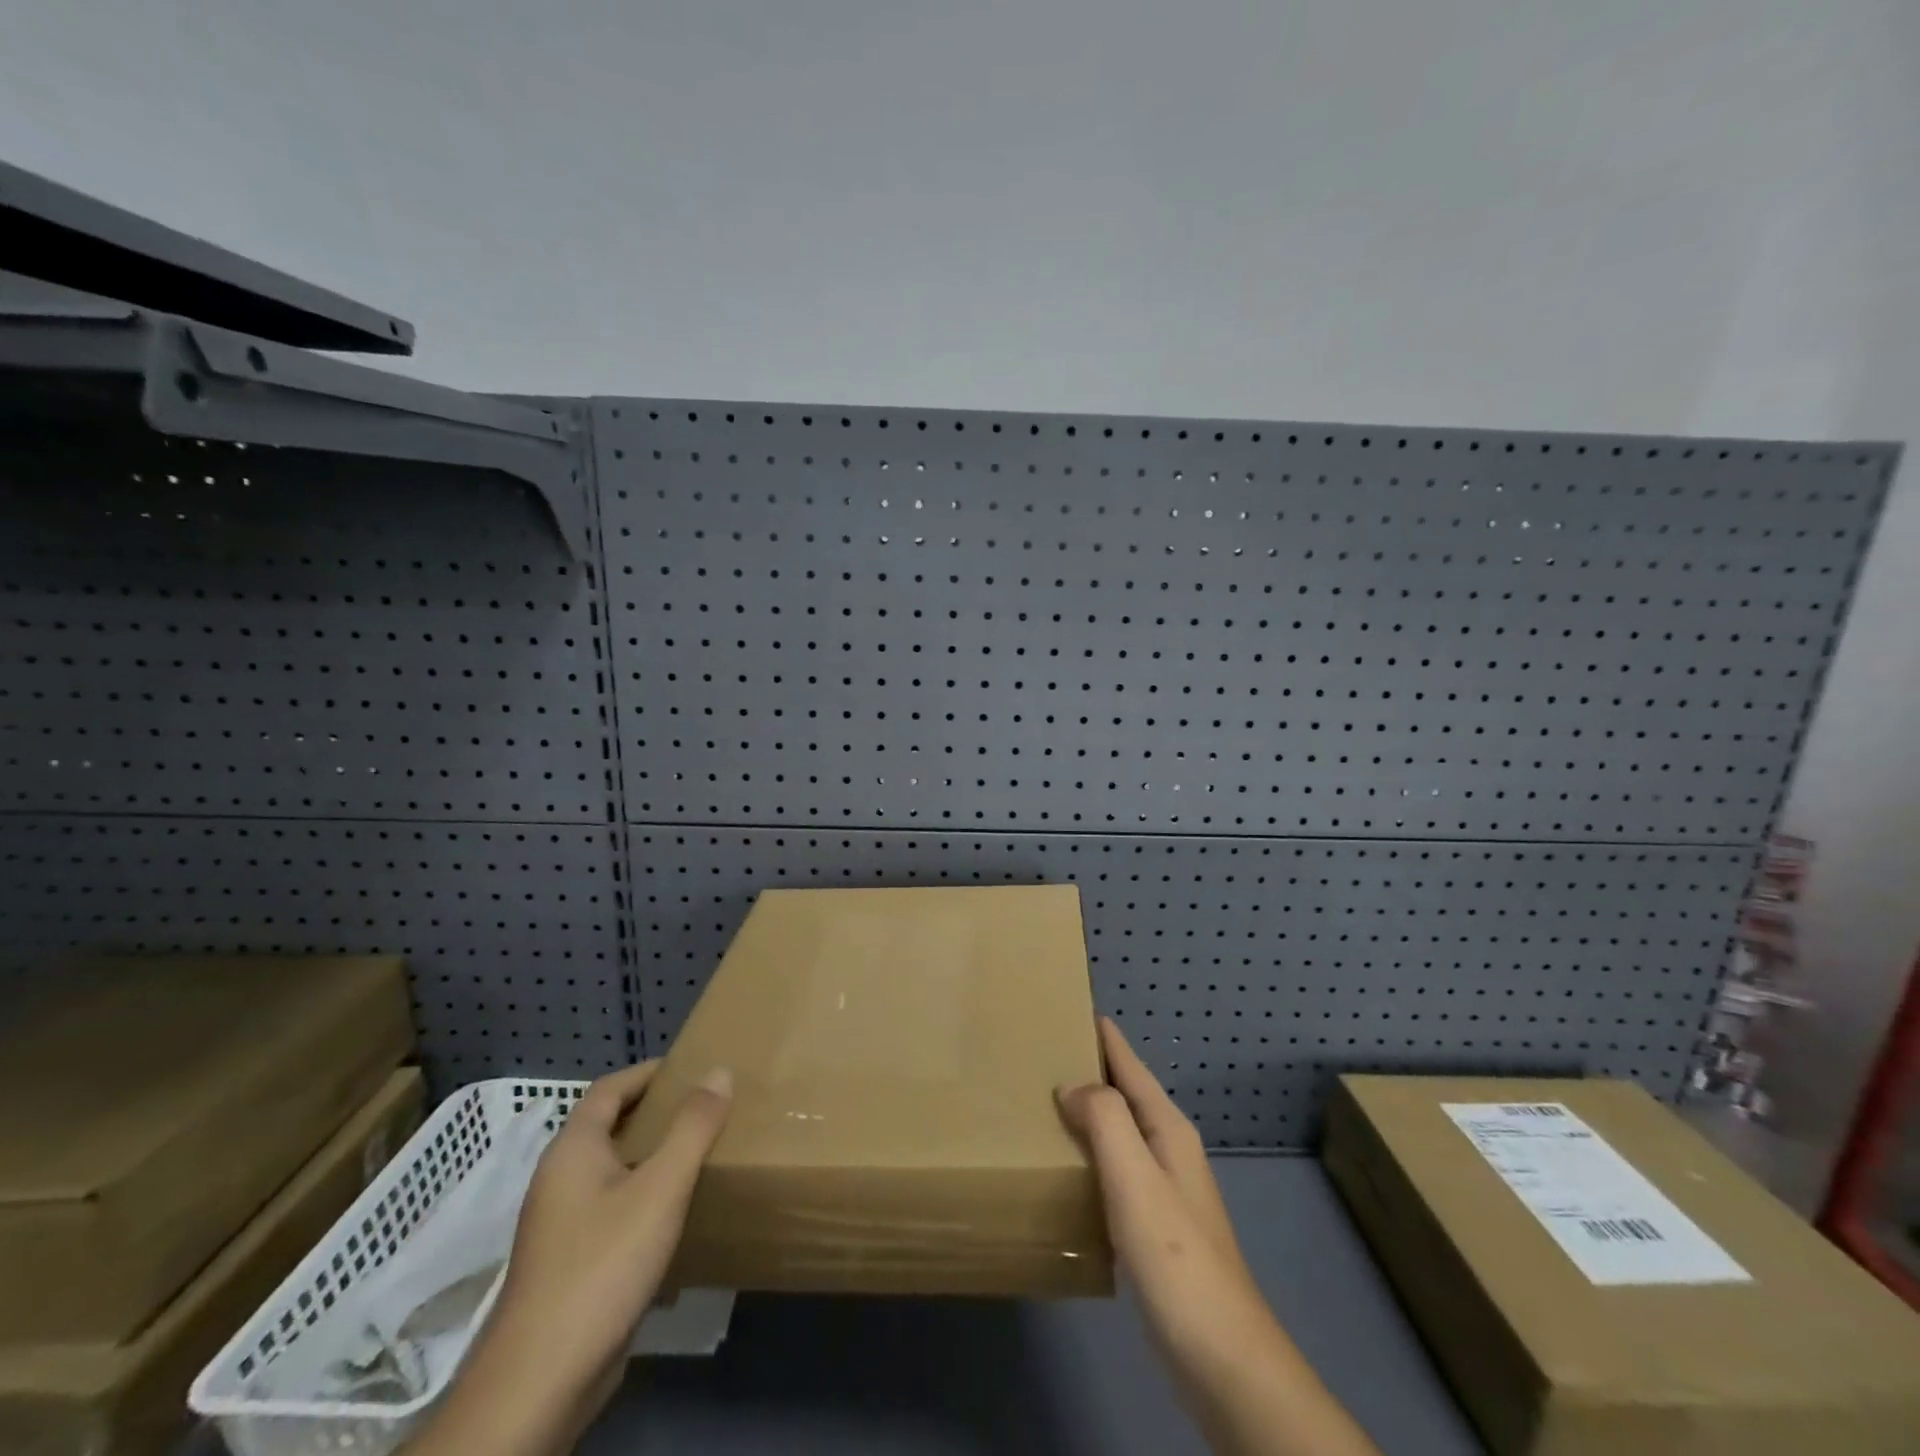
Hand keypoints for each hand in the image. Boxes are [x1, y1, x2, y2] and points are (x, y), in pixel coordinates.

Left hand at [404, 1060, 731, 1455]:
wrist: (542, 1379)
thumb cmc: (603, 1264)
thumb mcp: (661, 1187)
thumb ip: (692, 1127)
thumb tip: (718, 1072)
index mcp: (572, 1150)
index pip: (609, 1089)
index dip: (647, 1073)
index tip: (690, 1069)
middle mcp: (559, 1179)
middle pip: (608, 1127)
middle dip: (655, 1112)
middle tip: (704, 1108)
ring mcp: (559, 1225)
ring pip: (611, 1169)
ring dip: (650, 1155)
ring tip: (698, 1154)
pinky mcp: (568, 1263)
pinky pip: (611, 1207)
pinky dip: (642, 1195)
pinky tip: (673, 1213)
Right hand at [1057, 1019, 1378, 1455]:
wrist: (1221, 1358)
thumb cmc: (1176, 1258)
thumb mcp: (1135, 1178)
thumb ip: (1105, 1119)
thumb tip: (1071, 1084)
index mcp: (1167, 1129)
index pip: (1130, 1065)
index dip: (1103, 1035)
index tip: (1069, 1006)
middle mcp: (1168, 1150)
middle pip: (1124, 1093)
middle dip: (1088, 1068)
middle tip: (1039, 1051)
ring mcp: (1164, 1190)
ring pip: (1117, 1132)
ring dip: (1086, 1112)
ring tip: (1041, 1102)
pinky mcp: (1153, 1227)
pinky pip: (1113, 1170)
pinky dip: (1087, 1155)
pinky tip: (1063, 1168)